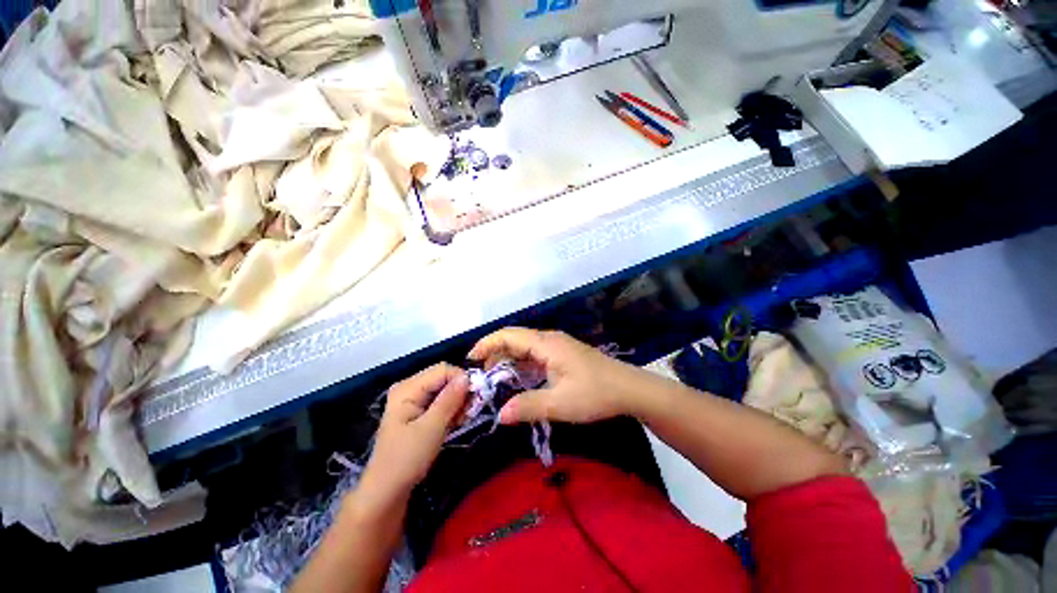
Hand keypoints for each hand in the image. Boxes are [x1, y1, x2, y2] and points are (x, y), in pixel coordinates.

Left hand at [361, 364, 469, 501]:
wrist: (387, 491)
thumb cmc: (406, 459)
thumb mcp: (431, 428)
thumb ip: (450, 400)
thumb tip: (467, 376)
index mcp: (408, 388)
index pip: (443, 369)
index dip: (461, 380)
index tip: (474, 399)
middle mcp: (410, 387)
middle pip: (444, 378)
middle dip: (460, 392)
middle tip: (469, 413)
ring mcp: (413, 399)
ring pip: (445, 389)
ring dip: (458, 402)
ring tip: (462, 420)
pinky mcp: (418, 411)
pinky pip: (441, 401)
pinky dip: (451, 409)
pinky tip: (455, 423)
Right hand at [468, 328, 648, 424]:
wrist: (629, 389)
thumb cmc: (595, 393)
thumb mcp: (559, 404)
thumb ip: (527, 407)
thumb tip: (499, 415)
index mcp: (546, 344)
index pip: (509, 335)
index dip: (487, 344)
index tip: (470, 359)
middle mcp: (549, 339)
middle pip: (515, 338)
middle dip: (495, 352)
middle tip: (481, 375)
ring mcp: (558, 346)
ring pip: (525, 346)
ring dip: (508, 359)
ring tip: (495, 378)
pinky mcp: (563, 354)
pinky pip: (535, 354)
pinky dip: (522, 364)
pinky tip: (519, 379)